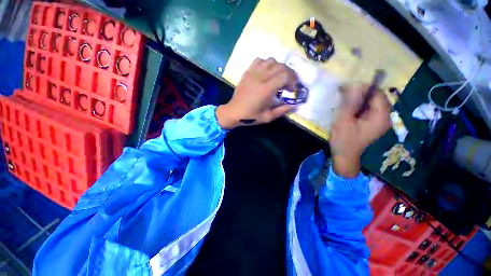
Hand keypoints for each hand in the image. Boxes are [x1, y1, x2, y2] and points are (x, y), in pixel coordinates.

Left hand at [216, 58, 297, 128]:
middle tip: (290, 82)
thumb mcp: (267, 117)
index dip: (292, 81)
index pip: (284, 76)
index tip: (292, 89)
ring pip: (271, 61)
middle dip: (289, 73)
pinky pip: (259, 60)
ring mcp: (252, 73)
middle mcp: (260, 78)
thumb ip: (282, 110)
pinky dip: (267, 63)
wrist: (234, 112)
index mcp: (265, 90)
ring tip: (279, 76)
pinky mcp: (247, 72)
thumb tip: (295, 105)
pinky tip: (267, 72)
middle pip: (280, 66)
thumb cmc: (250, 116)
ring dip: (279, 67)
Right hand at [330, 85, 390, 177]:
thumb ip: (351, 103)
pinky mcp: (374, 123)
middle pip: (376, 98)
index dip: (363, 89)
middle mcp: (386, 117)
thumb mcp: (344, 120)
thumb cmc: (343, 139)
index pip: (378, 94)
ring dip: (359, 101)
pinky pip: (369, 109)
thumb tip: (355, 85)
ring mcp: (381, 121)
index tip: (347, 91)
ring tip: (345, 105)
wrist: (345, 156)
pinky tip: (350, 111)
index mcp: (381, 117)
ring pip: (372, 103)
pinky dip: (359, 107)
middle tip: (344, 97)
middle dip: (360, 95)